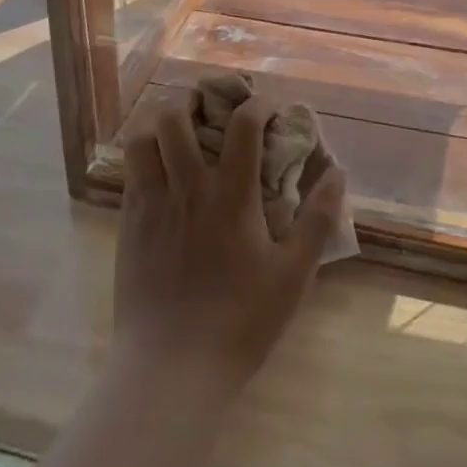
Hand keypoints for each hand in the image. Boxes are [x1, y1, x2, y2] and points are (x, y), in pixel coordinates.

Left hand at [114, 93, 346, 396]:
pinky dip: (143, 155)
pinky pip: (129, 172)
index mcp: (230, 195)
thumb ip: (317, 220)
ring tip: (176, 126)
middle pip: (176, 116)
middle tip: (208, 104)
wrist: (171, 369)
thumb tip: (337, 173)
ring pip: (142, 138)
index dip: (256, 104)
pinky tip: (158, 168)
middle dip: (193, 97)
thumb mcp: (293, 275)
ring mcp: (151, 204)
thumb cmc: (240, 322)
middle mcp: (187, 188)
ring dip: (158, 122)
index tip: (266, 107)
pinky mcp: (128, 225)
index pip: (242, 125)